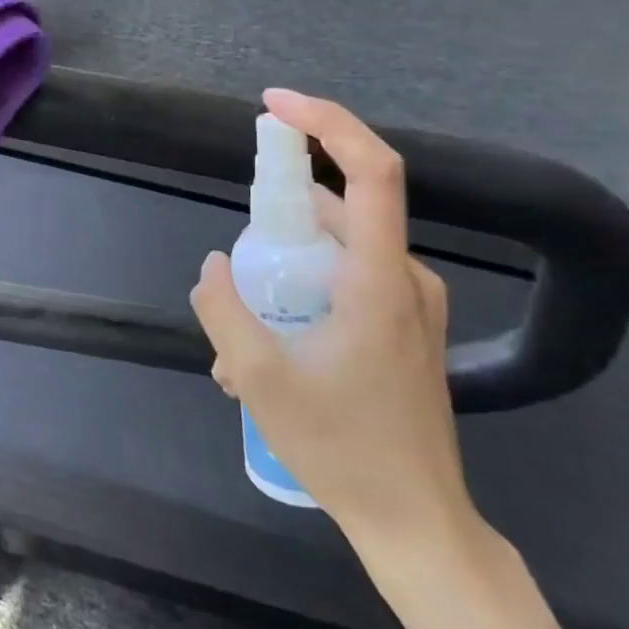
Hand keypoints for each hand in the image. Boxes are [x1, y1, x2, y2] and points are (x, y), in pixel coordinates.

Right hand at [190, 89, 477, 565]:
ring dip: (284, 272)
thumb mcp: (258, 378)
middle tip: (236, 270)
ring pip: (338, 252)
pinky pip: (348, 283)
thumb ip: (224, 309)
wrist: (415, 522)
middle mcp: (406, 279)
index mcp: (381, 279)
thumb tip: (213, 265)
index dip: (327, 123)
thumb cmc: (342, 447)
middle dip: (277, 224)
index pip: (372, 170)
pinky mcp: (405, 329)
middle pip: (341, 211)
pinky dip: (304, 294)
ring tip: (240, 335)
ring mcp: (412, 306)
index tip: (274, 106)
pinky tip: (269, 351)